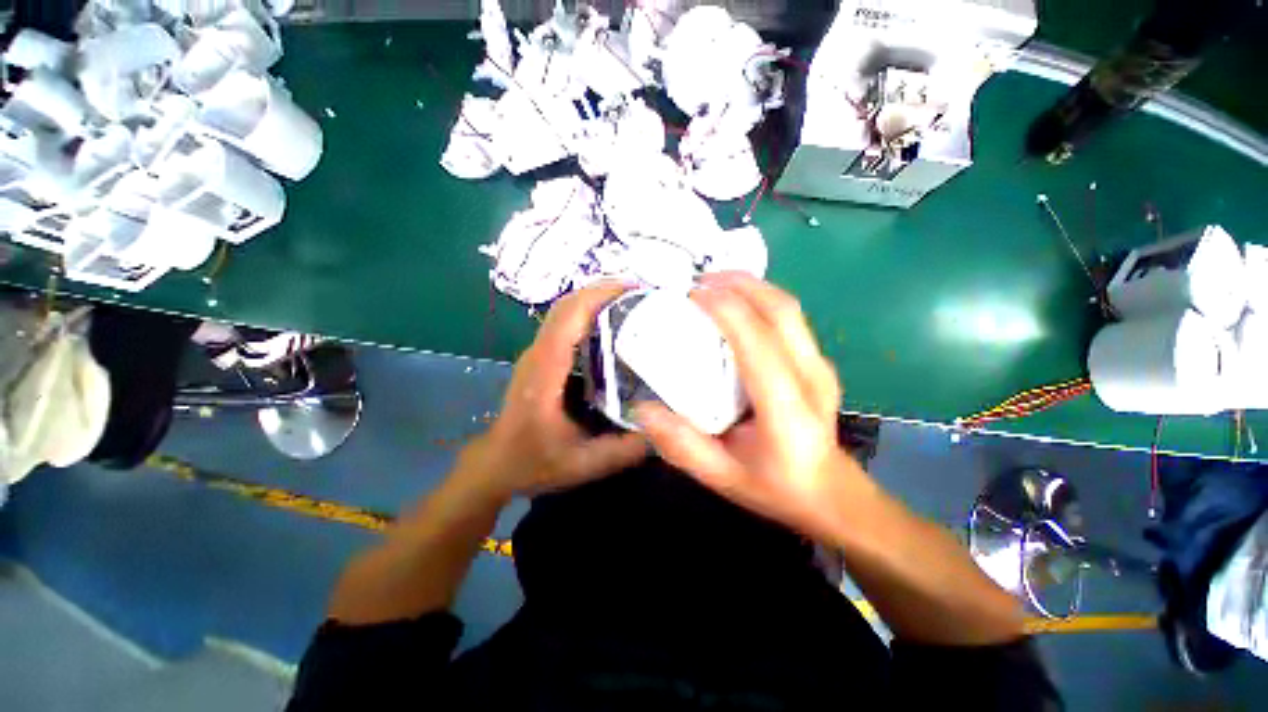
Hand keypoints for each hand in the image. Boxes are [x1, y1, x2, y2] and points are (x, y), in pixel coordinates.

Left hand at [460, 282, 646, 500]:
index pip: (570, 316)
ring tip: (632, 303)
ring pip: (565, 310)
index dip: (600, 295)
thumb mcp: (583, 464)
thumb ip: (624, 450)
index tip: (635, 289)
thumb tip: (664, 428)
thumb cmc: (534, 462)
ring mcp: (538, 353)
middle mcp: (539, 353)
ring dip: (597, 299)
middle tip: (642, 293)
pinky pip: (565, 324)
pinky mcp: (542, 357)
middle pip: (568, 304)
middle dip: (604, 290)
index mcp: (546, 371)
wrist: (496, 464)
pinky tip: (613, 325)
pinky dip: (589, 314)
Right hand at [635, 272, 870, 541]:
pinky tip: (735, 303)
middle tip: (698, 280)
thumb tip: (643, 408)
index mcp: (787, 410)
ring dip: (751, 287)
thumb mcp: (721, 477)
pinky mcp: (817, 360)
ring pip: (788, 308)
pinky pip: (788, 317)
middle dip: (739, 285)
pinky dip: (759, 299)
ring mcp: (820, 365)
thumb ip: (682, 445)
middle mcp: (811, 378)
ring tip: (713, 283)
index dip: (725, 310)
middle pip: (781, 311)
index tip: (691, 295)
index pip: (758, 344)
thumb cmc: (775, 487)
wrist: (830, 493)